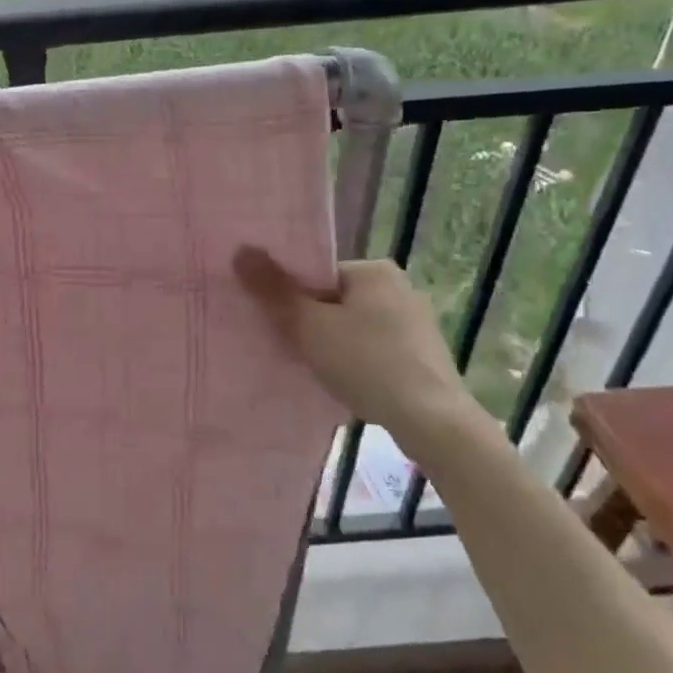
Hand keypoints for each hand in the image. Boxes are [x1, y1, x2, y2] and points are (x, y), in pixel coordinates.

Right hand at [233, 248, 489, 448]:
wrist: (432, 421)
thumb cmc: (366, 362)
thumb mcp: (309, 325)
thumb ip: (273, 289)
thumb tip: (241, 250)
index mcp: (374, 270)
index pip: (317, 275)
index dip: (291, 298)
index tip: (278, 324)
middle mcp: (399, 287)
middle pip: (334, 299)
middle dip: (311, 322)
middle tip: (290, 347)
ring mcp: (416, 322)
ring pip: (354, 326)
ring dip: (333, 343)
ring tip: (315, 368)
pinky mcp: (423, 355)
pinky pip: (374, 348)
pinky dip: (357, 361)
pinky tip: (346, 382)